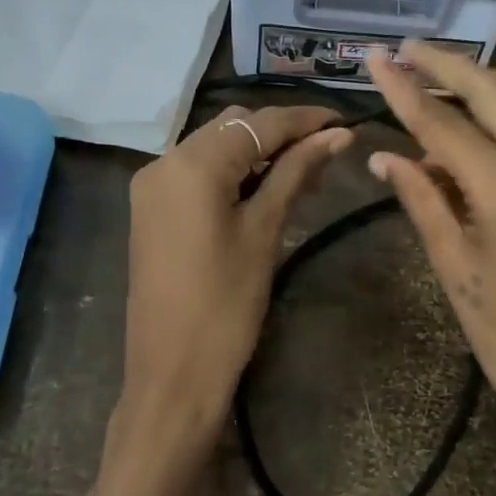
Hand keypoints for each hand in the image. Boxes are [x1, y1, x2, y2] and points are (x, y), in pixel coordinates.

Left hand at [114, 104, 353, 466]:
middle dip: (280, 134)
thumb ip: (297, 173)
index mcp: (191, 164)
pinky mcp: (152, 209)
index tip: (344, 122)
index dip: (304, 120)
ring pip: (214, 148)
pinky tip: (264, 189)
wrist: (172, 375)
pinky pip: (197, 173)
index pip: (258, 124)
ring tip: (303, 173)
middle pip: (232, 127)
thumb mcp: (264, 231)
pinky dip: (232, 173)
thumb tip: (338, 135)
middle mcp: (163, 161)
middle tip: (326, 154)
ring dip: (257, 153)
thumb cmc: (226, 305)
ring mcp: (152, 186)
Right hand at [364, 43, 495, 479]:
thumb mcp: (455, 270)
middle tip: (406, 50)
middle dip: (448, 64)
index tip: (375, 57)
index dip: (404, 88)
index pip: (445, 123)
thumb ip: (422, 201)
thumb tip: (386, 156)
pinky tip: (467, 153)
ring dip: (473, 98)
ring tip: (426, 95)